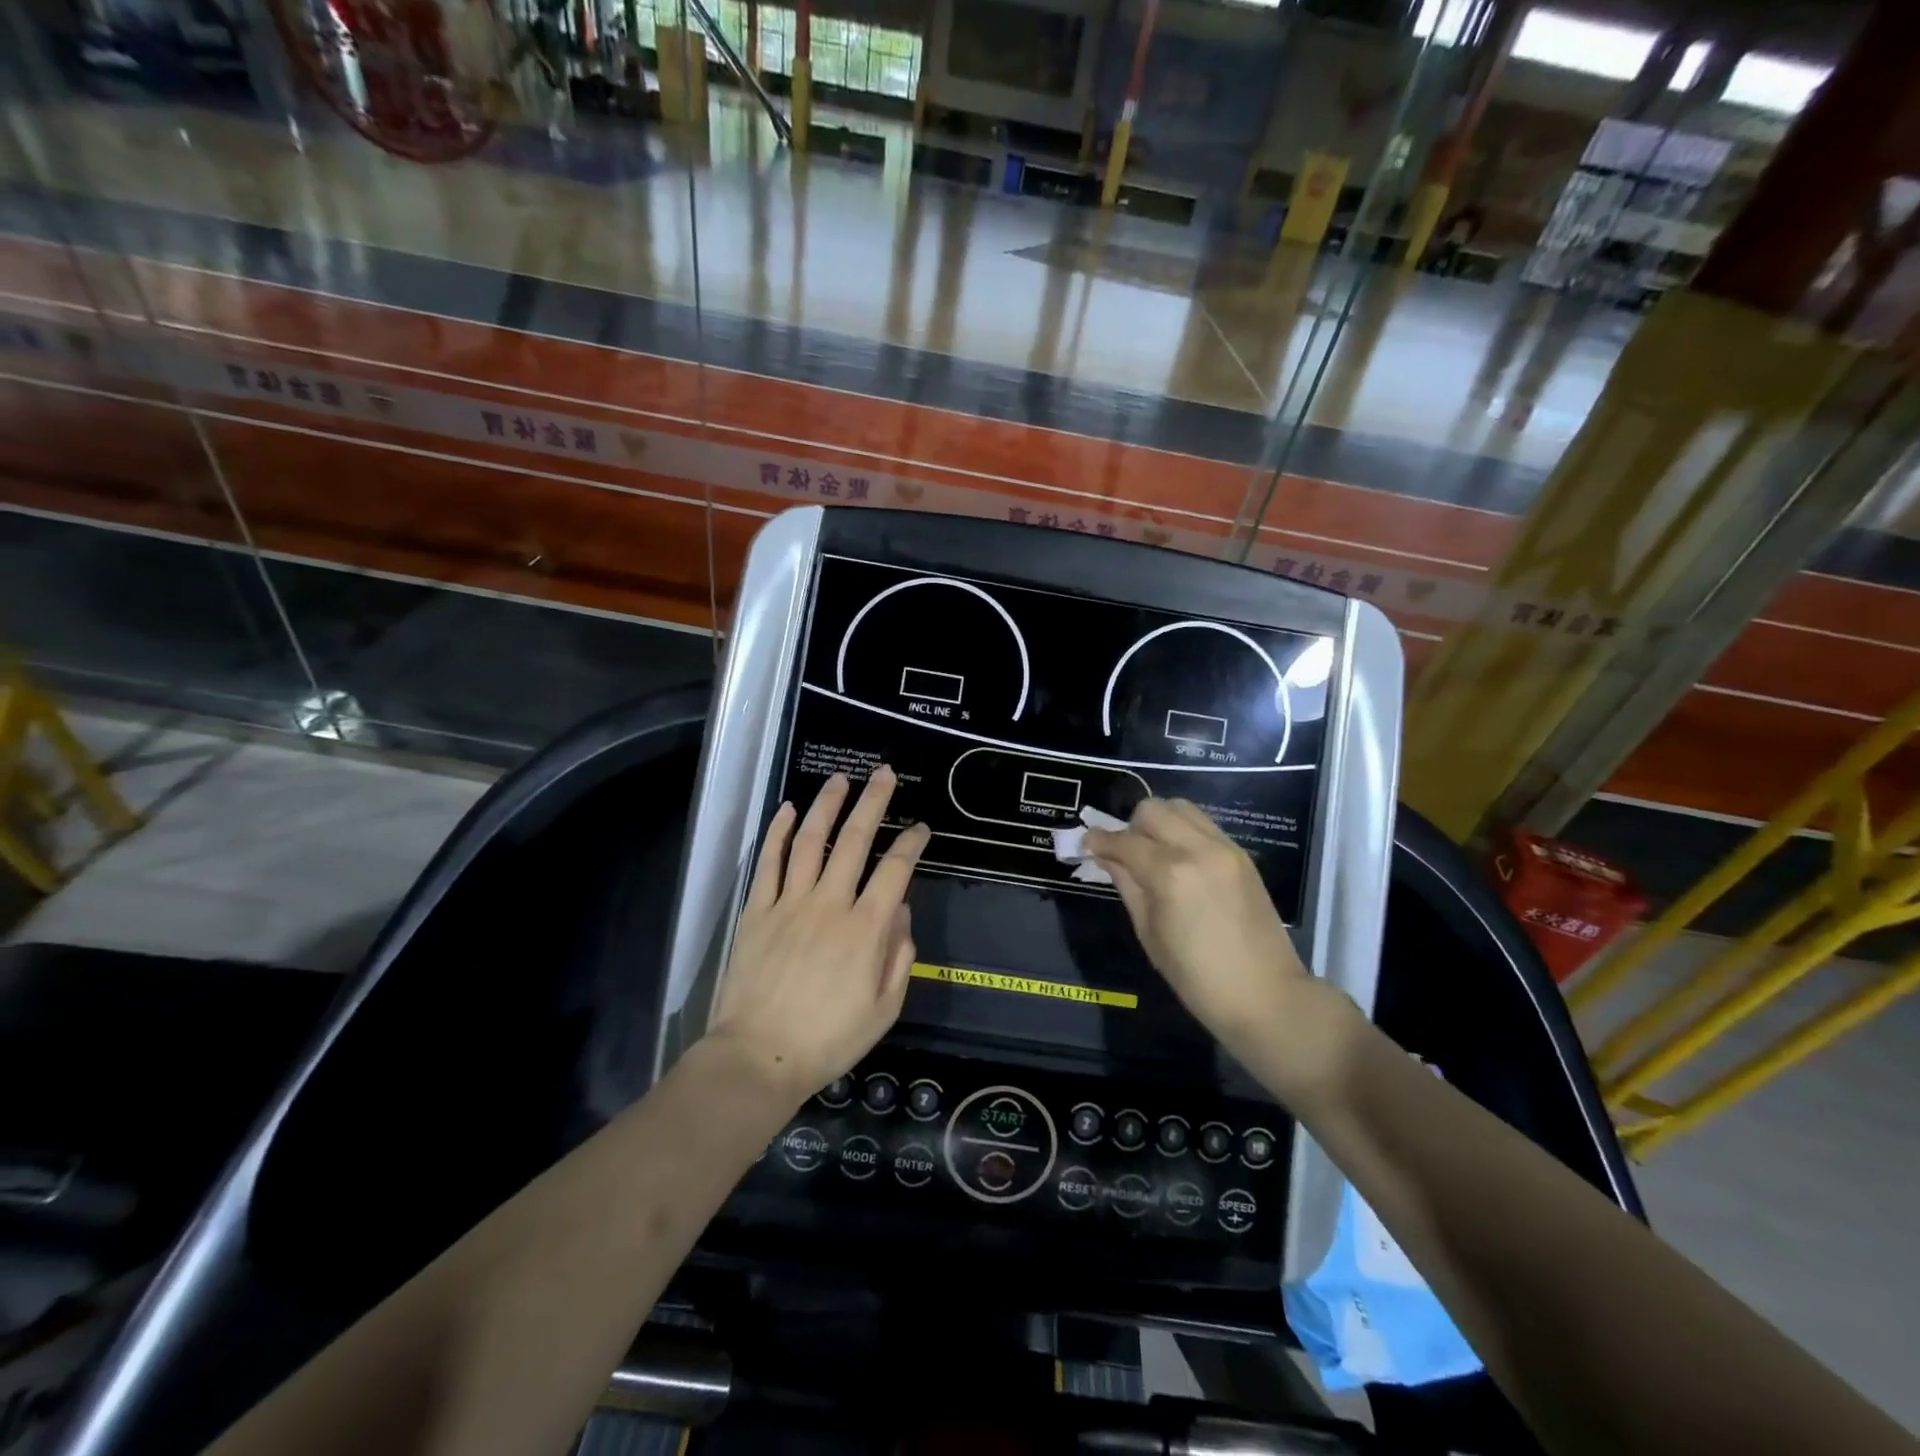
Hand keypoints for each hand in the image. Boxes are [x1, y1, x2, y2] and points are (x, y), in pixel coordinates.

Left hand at [710, 768, 930, 1105]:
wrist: (759, 1058)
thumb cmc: (829, 1039)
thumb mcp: (884, 1009)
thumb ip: (899, 957)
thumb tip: (901, 913)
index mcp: (866, 929)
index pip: (895, 870)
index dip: (911, 842)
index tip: (920, 827)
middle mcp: (829, 904)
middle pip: (854, 840)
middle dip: (873, 802)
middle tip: (884, 773)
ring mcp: (789, 903)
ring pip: (809, 840)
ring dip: (827, 806)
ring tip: (840, 779)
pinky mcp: (757, 911)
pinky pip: (768, 863)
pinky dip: (777, 832)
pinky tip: (787, 810)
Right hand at [1085, 799, 1355, 1097]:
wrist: (1265, 995)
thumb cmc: (1196, 977)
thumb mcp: (1149, 933)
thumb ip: (1127, 885)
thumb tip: (1106, 856)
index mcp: (1170, 873)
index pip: (1125, 840)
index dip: (1100, 839)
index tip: (1086, 842)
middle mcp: (1198, 849)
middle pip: (1153, 810)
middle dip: (1131, 826)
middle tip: (1125, 852)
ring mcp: (1225, 848)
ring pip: (1181, 808)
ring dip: (1160, 822)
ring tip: (1154, 852)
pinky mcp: (1242, 855)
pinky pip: (1204, 825)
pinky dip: (1184, 831)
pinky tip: (1180, 860)